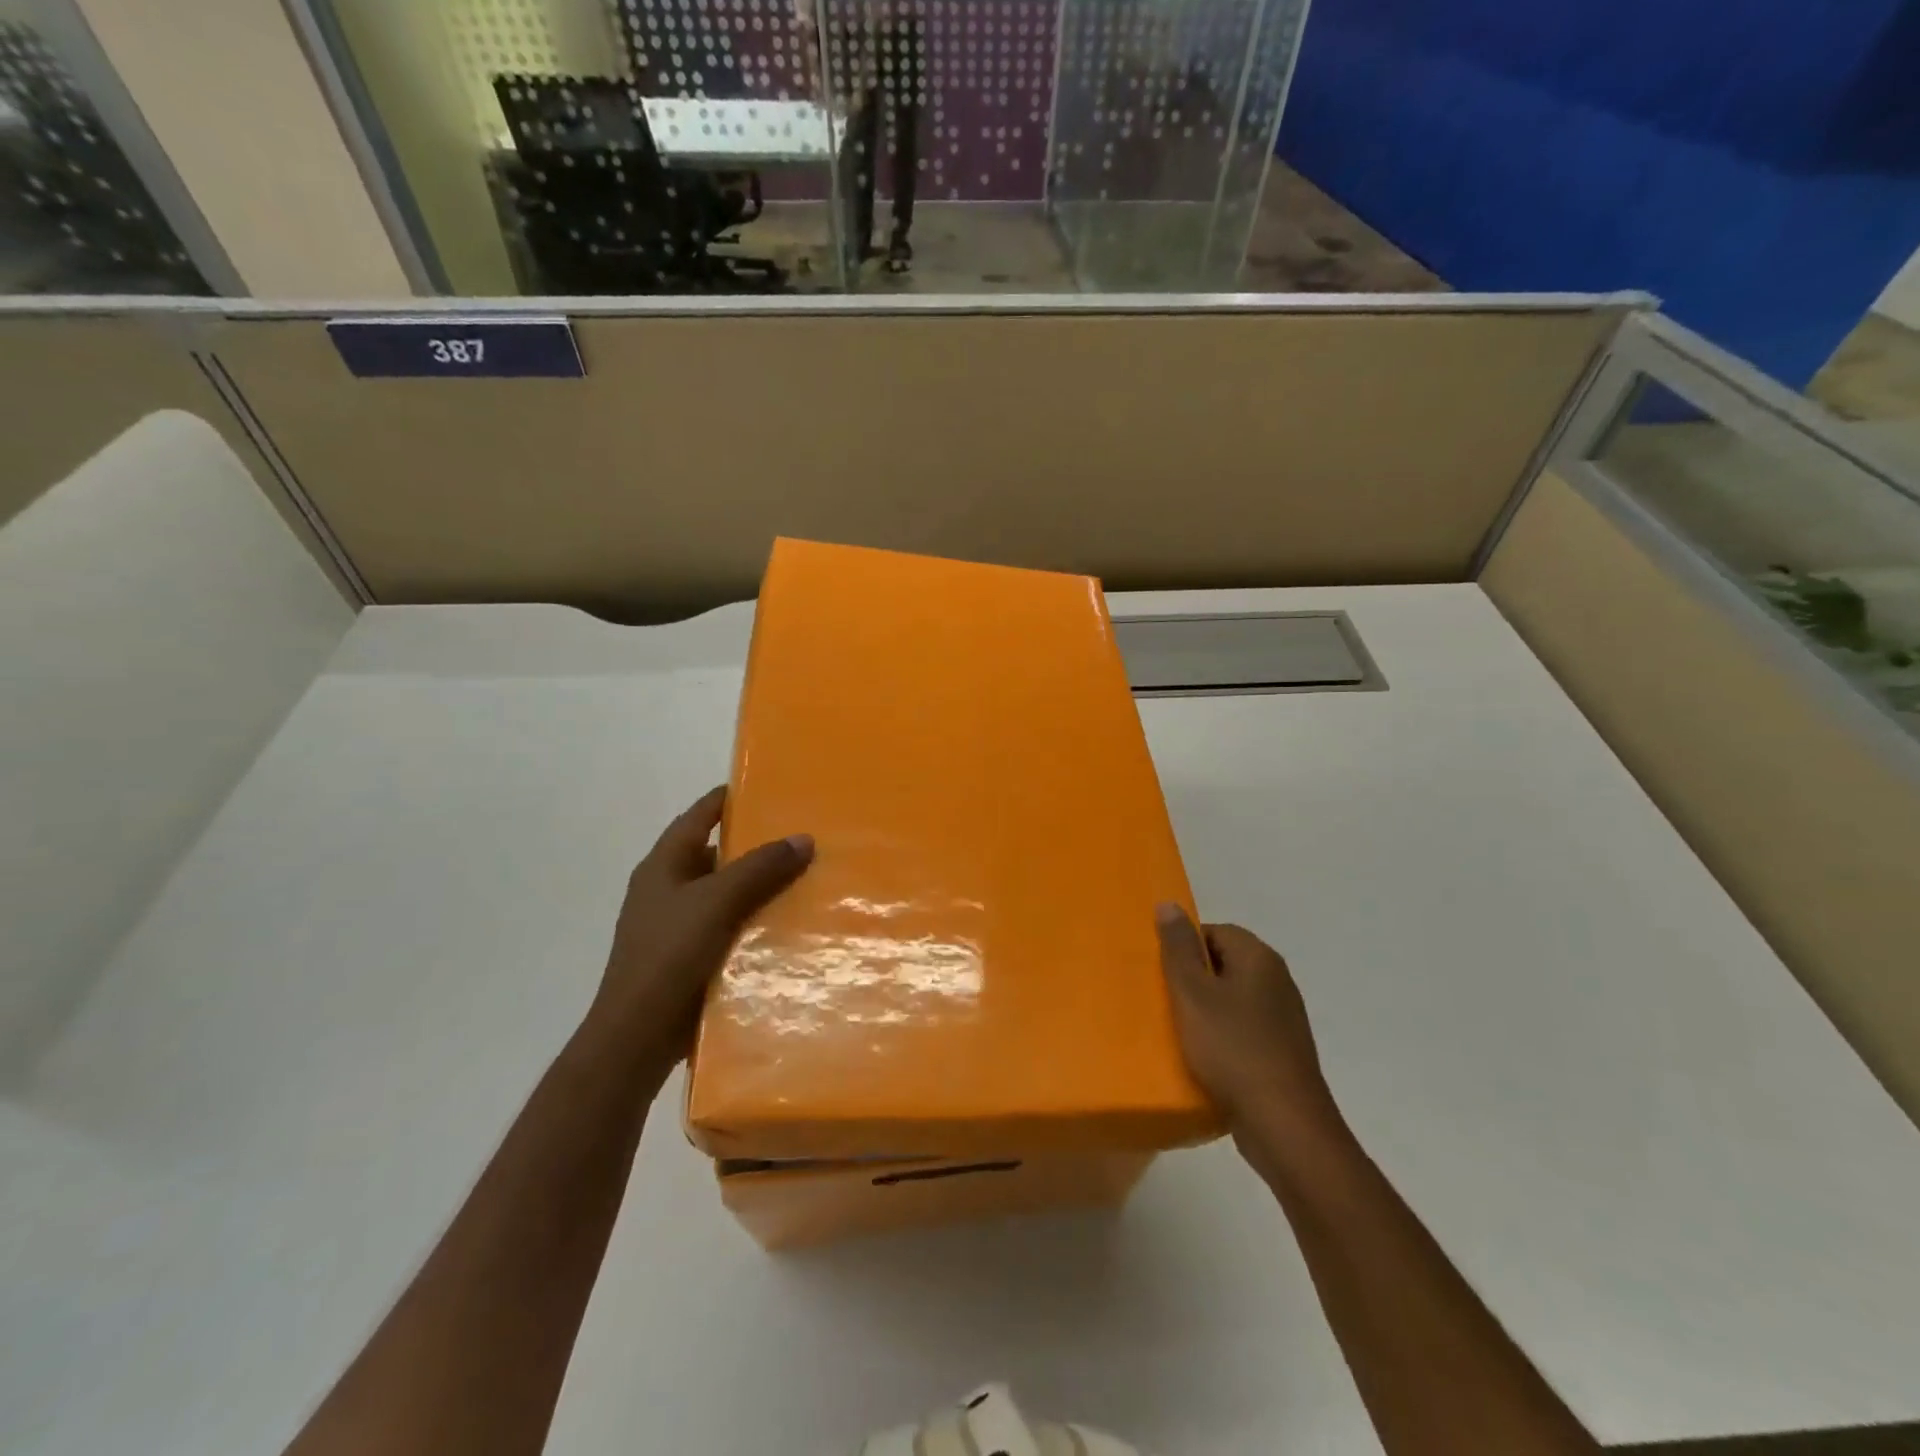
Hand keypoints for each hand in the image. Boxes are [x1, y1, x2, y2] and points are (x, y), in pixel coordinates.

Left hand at [588, 787, 813, 1078]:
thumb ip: (760, 868)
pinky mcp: (689, 958)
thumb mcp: (717, 902)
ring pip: (725, 894)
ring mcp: (676, 926)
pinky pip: (728, 927)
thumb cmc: (669, 955)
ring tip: (806, 879)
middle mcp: (667, 889)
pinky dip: (753, 922)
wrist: (637, 1036)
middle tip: (801, 837)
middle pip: (715, 854)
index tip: (768, 788)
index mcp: (663, 866)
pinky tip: (787, 925)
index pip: (698, 816)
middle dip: (755, 846)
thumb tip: (803, 838)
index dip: (728, 799)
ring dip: (758, 888)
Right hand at [1156, 907, 1343, 1146]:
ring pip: (1232, 999)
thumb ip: (1178, 948)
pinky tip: (1202, 1058)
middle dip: (1192, 979)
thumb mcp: (1192, 993)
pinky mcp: (1282, 1052)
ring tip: (1177, 1031)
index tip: (1161, 974)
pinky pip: (1243, 1030)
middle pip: (1223, 964)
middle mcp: (1277, 980)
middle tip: (1162, 1000)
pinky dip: (1221, 1037)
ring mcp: (1284, 1018)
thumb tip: (1169, 904)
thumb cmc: (1232, 1049)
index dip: (1184, 948)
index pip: (1213, 931)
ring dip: (1205, 1011)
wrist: (1283, 1124)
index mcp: (1259, 957)